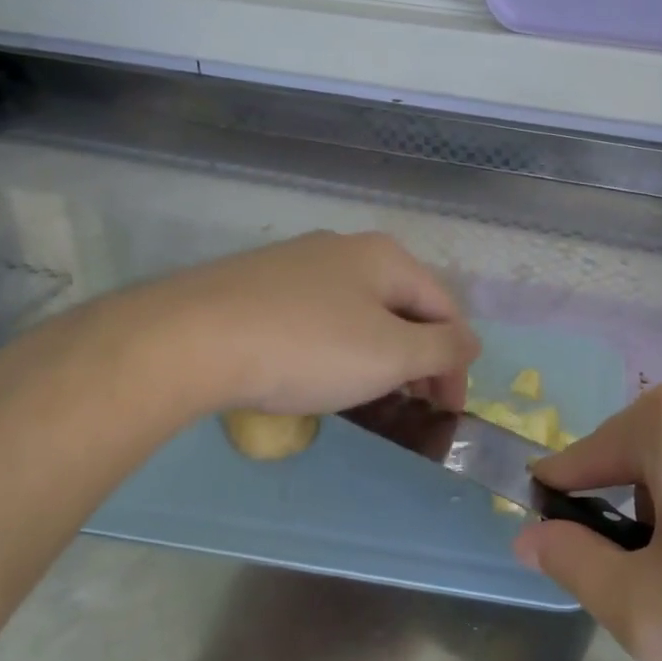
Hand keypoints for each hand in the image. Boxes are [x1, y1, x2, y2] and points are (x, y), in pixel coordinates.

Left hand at [151, 231, 478, 415]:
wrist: (190, 339)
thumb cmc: (308, 347)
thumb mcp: (391, 354)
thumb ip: (443, 349)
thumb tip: (471, 342)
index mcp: (386, 257)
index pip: (445, 309)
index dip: (456, 363)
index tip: (447, 411)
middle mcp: (345, 249)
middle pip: (403, 307)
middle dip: (418, 357)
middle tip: (413, 404)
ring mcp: (297, 264)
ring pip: (360, 312)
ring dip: (378, 354)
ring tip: (369, 394)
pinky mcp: (259, 285)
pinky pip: (319, 317)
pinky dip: (336, 348)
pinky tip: (317, 372)